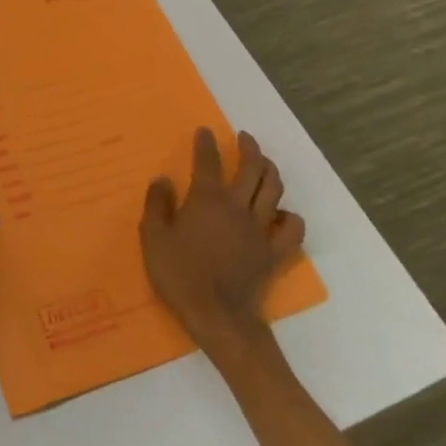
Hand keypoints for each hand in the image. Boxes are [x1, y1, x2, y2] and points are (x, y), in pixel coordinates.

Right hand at [140, 128, 305, 353]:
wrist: (215, 314)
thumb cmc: (178, 274)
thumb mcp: (153, 237)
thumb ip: (157, 205)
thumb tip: (162, 180)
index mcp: (207, 200)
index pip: (208, 161)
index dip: (206, 143)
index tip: (204, 131)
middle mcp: (237, 206)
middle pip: (252, 168)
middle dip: (249, 148)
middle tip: (244, 138)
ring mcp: (260, 228)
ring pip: (274, 189)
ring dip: (270, 171)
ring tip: (264, 164)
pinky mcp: (274, 251)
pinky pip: (292, 228)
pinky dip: (289, 216)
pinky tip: (281, 214)